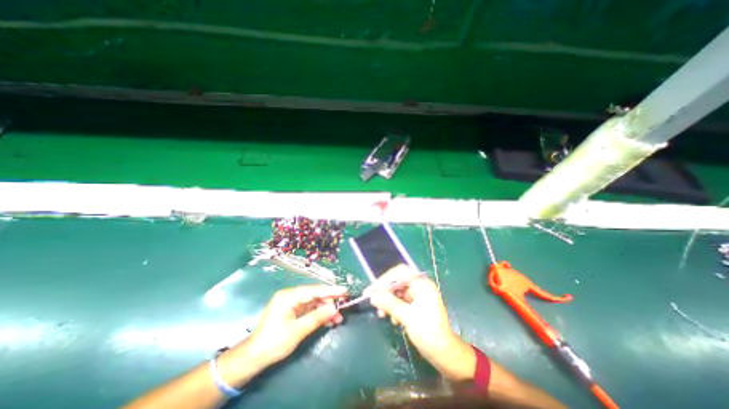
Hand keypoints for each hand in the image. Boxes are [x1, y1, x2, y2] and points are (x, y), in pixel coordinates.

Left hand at [239, 287, 344, 368]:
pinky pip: (309, 309)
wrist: (253, 357)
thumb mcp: (297, 331)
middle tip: (343, 306)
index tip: (344, 291)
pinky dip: (318, 314)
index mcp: (288, 296)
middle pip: (314, 295)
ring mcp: (291, 303)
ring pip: (313, 302)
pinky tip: (329, 321)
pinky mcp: (292, 310)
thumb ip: (317, 317)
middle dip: (329, 302)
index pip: (314, 290)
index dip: (330, 291)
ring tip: (338, 318)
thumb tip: (334, 308)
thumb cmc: (274, 342)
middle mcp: (290, 296)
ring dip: (325, 309)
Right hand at [371, 265, 479, 379]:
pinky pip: (400, 301)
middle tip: (373, 302)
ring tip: (382, 315)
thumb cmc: (429, 334)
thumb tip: (373, 296)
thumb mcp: (407, 317)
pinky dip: (394, 308)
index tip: (373, 290)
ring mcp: (418, 295)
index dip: (385, 279)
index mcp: (422, 284)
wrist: (445, 354)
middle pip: (397, 282)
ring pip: (397, 292)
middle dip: (385, 292)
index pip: (400, 273)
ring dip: (388, 302)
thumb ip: (389, 304)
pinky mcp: (416, 305)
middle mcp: (420, 286)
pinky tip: (393, 320)